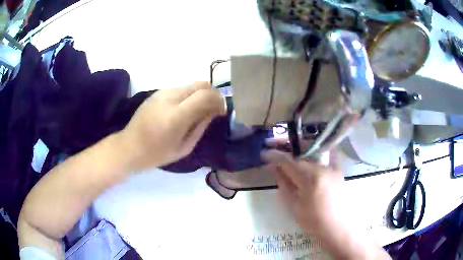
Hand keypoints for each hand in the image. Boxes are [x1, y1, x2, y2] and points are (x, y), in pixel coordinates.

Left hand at [120, 82, 225, 171]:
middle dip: (212, 94)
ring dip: (200, 95)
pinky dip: (189, 95)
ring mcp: (162, 92)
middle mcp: (170, 97)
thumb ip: (201, 125)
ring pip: (191, 85)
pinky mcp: (158, 92)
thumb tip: (215, 110)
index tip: (222, 110)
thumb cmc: (157, 153)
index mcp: (176, 115)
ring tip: (196, 111)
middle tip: (212, 110)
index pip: (206, 94)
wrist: (130, 147)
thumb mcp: (185, 147)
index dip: (219, 100)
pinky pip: (181, 88)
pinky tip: (183, 109)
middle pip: (201, 84)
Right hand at [262, 148, 390, 258]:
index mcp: (310, 178)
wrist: (340, 230)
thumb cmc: (315, 223)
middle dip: (287, 153)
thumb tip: (276, 170)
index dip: (274, 156)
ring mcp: (333, 168)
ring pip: (312, 158)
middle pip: (300, 157)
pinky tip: (311, 154)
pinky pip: (327, 157)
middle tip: (275, 151)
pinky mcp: (339, 172)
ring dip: (300, 155)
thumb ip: (285, 186)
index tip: (264, 152)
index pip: (288, 162)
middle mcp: (323, 168)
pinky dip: (317, 154)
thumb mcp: (295, 208)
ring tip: (290, 156)